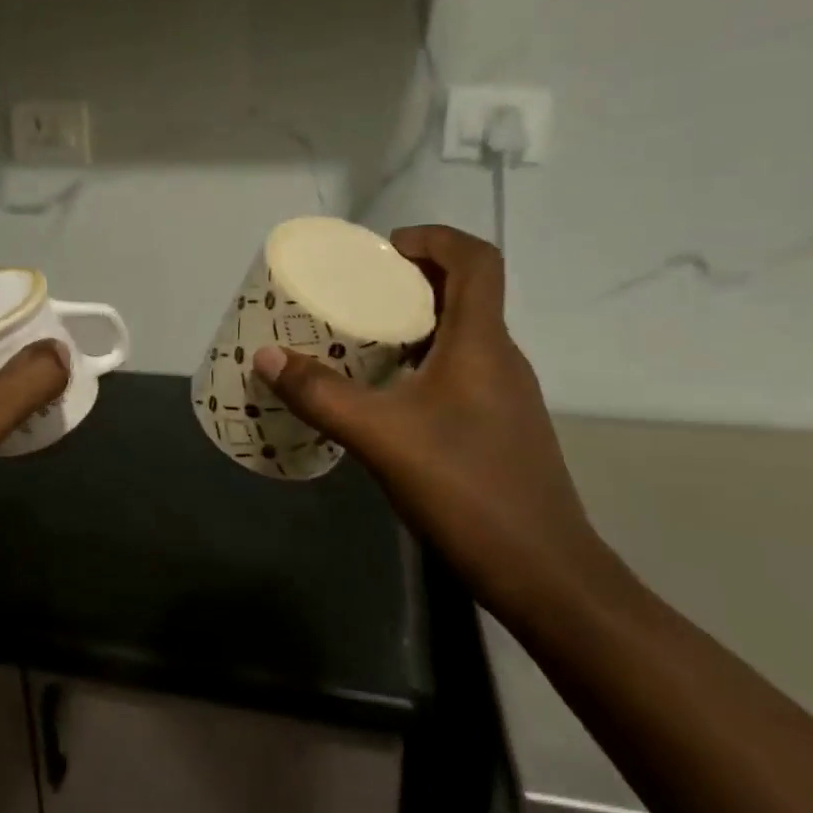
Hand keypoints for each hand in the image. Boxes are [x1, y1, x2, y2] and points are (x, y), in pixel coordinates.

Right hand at [254, 224, 620, 625]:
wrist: (544, 573)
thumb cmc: (467, 488)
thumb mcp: (381, 437)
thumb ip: (322, 394)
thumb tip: (268, 357)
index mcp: (482, 343)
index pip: (476, 260)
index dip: (434, 239)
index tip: (384, 250)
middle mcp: (501, 358)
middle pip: (468, 292)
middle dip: (414, 278)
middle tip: (359, 290)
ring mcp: (505, 395)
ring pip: (464, 334)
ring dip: (417, 321)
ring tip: (362, 335)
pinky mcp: (500, 427)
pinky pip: (461, 369)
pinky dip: (424, 360)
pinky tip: (387, 393)